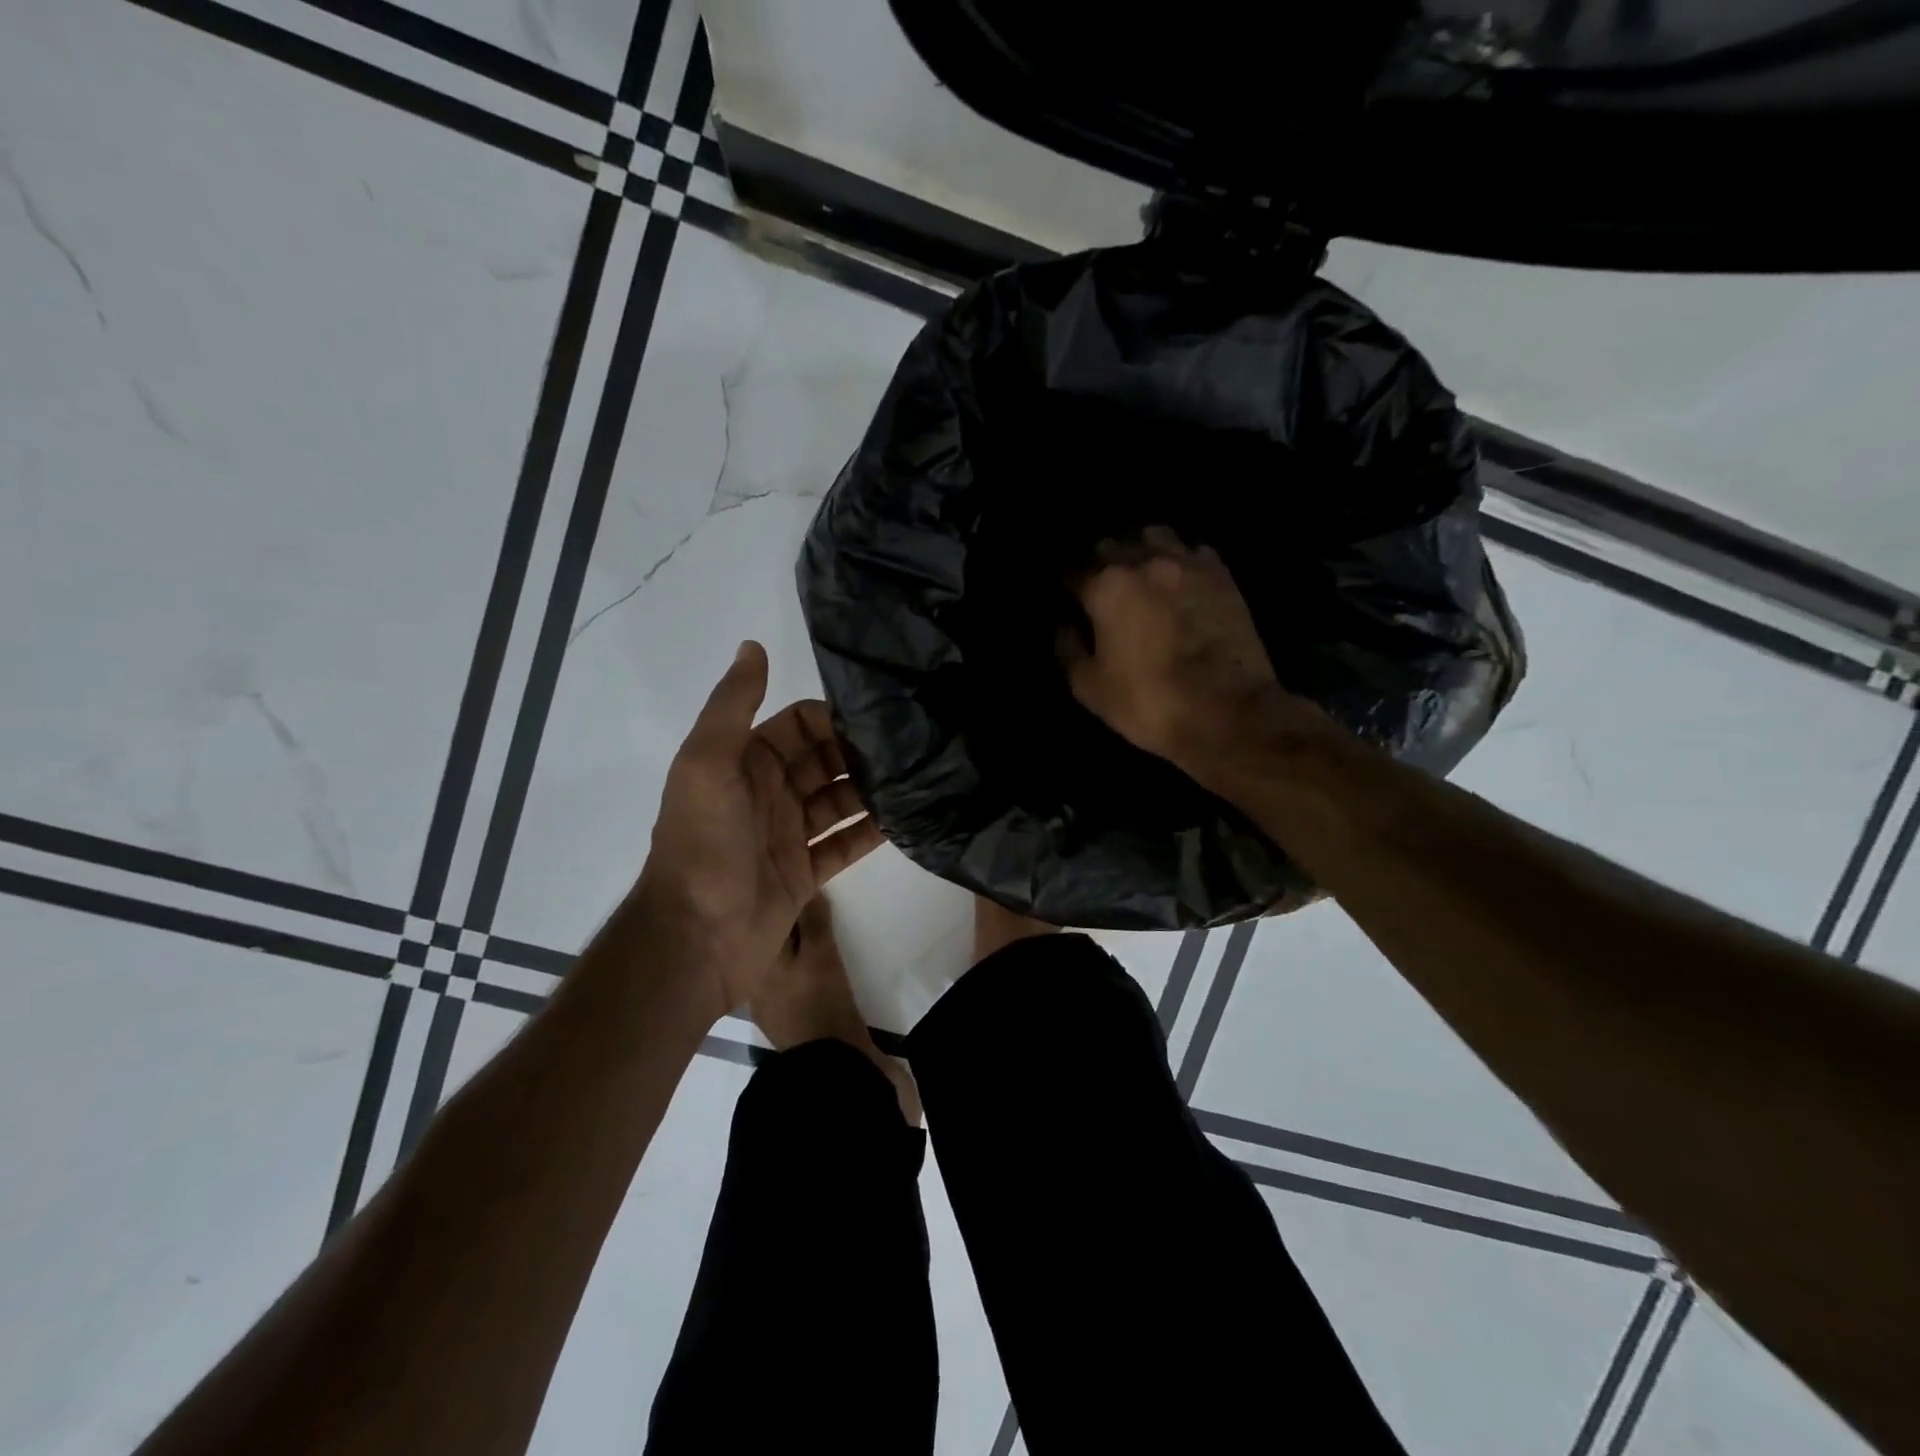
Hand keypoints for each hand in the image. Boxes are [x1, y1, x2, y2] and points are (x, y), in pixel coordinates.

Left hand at [634, 641, 881, 1017]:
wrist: (695, 938)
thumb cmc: (702, 843)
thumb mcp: (707, 764)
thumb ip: (732, 705)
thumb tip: (753, 644)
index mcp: (744, 763)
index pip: (798, 726)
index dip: (833, 719)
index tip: (878, 717)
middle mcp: (769, 794)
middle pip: (824, 762)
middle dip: (860, 754)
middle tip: (911, 748)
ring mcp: (788, 835)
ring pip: (839, 801)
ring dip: (872, 791)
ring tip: (918, 779)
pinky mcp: (805, 872)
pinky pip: (845, 844)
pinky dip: (872, 833)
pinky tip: (907, 821)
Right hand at [1061, 528, 1313, 774]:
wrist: (1228, 713)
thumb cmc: (1149, 702)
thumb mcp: (1090, 688)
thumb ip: (1069, 649)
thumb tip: (1066, 627)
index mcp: (1107, 586)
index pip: (1072, 572)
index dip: (1066, 589)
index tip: (1066, 602)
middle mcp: (1145, 561)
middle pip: (1111, 546)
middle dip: (1100, 564)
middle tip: (1100, 589)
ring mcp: (1188, 563)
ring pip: (1154, 537)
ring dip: (1140, 552)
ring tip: (1139, 574)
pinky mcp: (1222, 575)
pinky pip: (1191, 551)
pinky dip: (1179, 560)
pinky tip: (1177, 580)